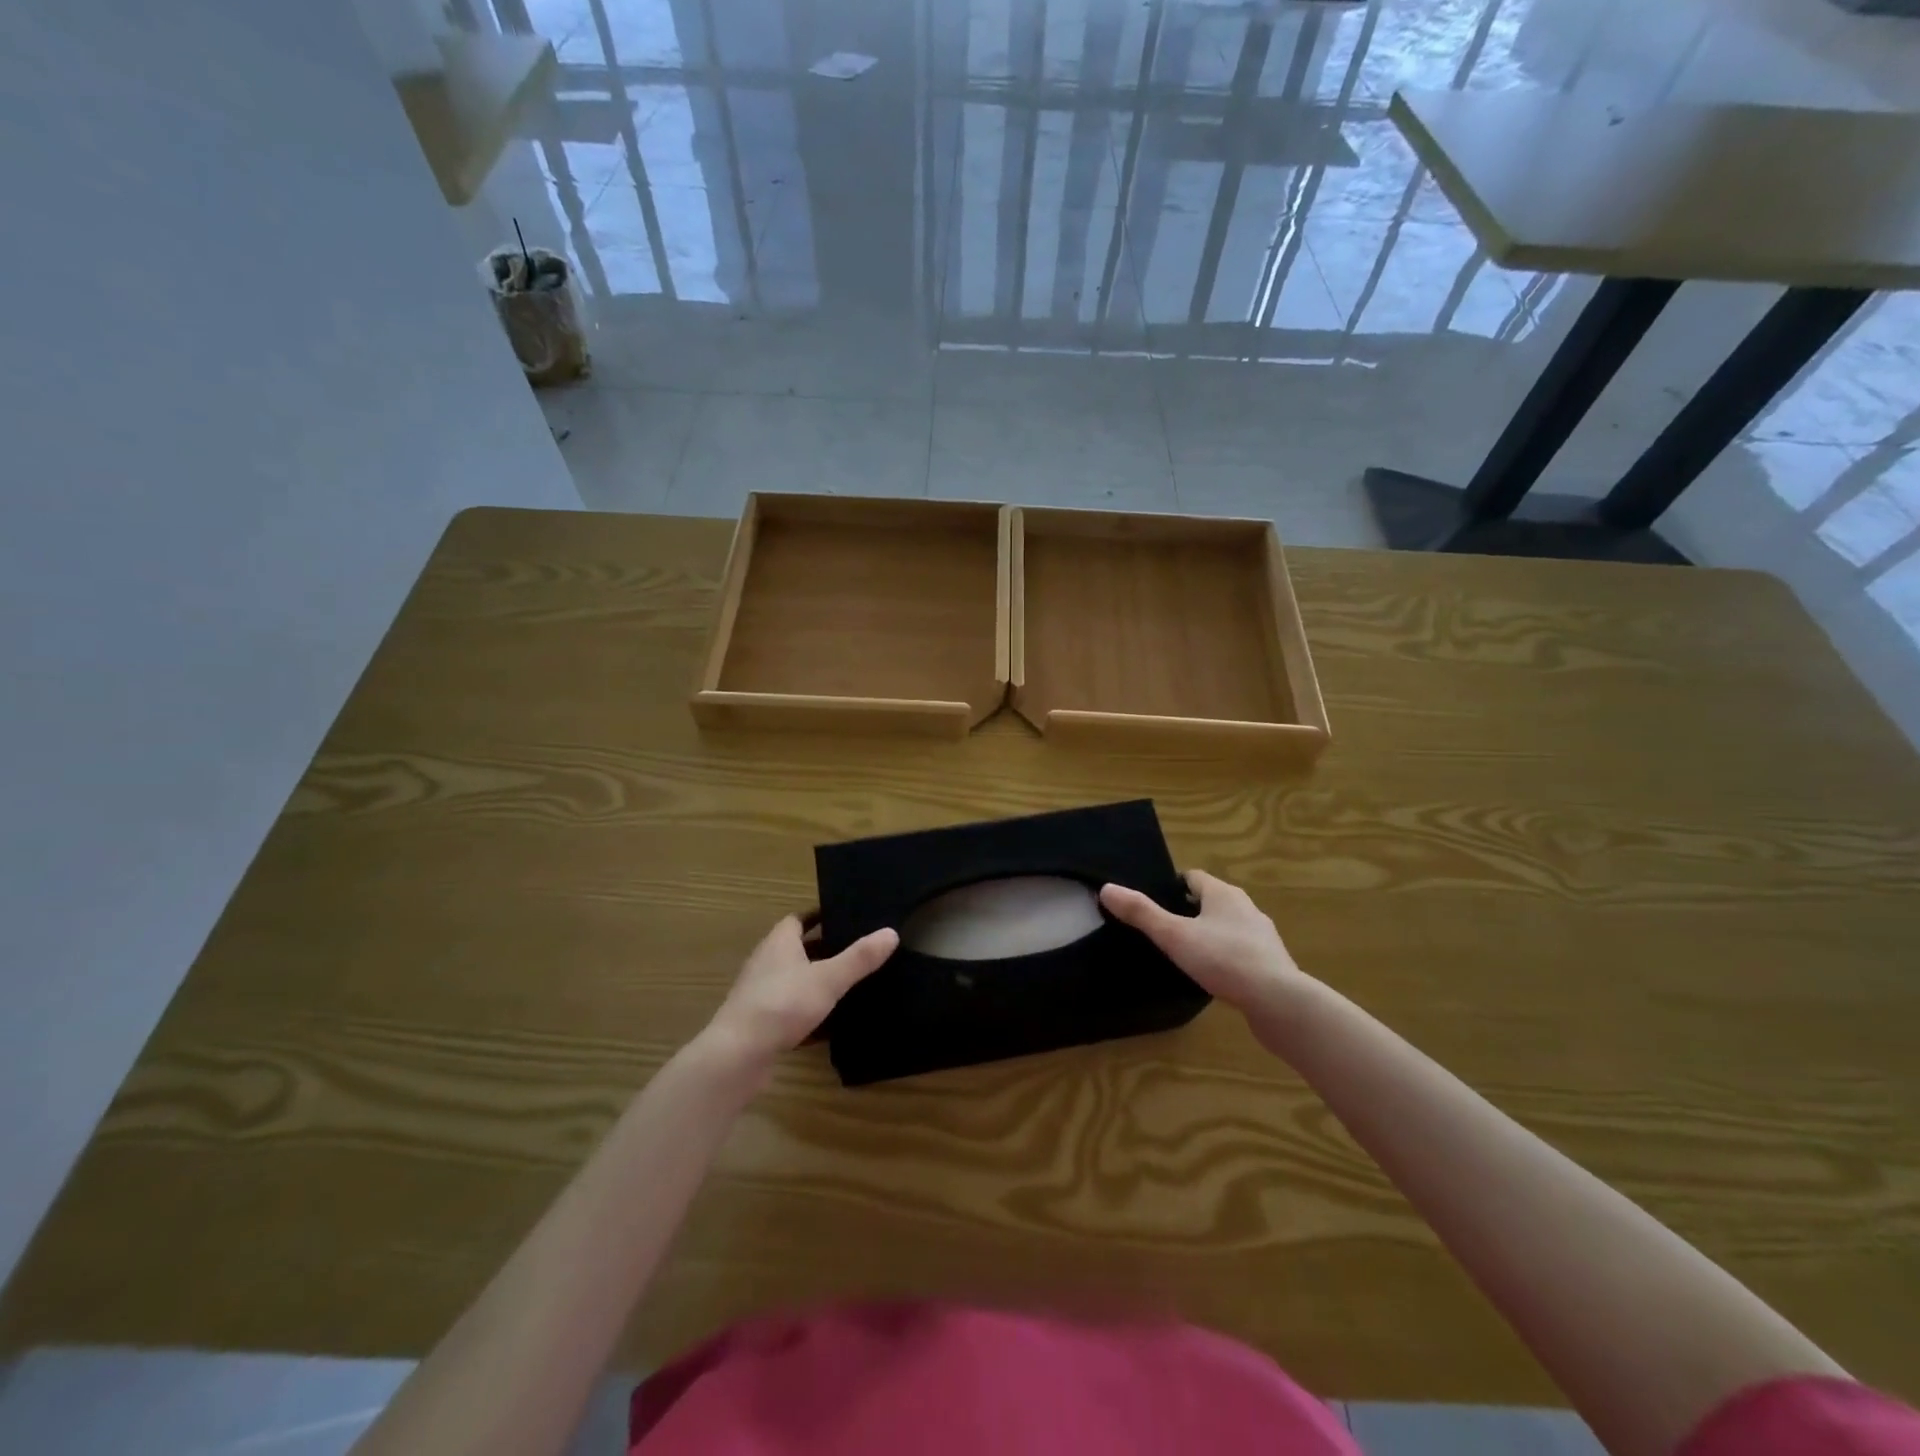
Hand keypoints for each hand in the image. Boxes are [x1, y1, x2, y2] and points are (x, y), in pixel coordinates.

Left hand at [700, 916, 898, 1078]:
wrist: (737, 1057)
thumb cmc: (781, 1005)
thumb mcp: (828, 979)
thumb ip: (859, 958)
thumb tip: (891, 932)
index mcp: (779, 943)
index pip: (799, 919)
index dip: (820, 916)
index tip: (846, 917)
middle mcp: (766, 962)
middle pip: (798, 949)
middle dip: (824, 949)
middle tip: (857, 950)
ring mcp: (760, 994)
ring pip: (795, 980)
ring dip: (817, 981)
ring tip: (850, 984)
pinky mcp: (760, 1023)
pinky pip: (791, 1009)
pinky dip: (810, 1012)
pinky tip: (832, 1025)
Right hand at [1100, 870, 1308, 1023]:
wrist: (1279, 1001)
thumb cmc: (1224, 959)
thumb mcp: (1174, 935)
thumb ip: (1141, 913)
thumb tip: (1107, 888)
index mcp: (1223, 893)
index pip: (1193, 877)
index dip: (1171, 886)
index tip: (1153, 901)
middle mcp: (1246, 907)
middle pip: (1211, 901)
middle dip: (1188, 911)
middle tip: (1163, 929)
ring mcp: (1262, 936)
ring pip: (1227, 926)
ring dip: (1208, 935)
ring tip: (1185, 954)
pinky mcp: (1271, 963)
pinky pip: (1240, 951)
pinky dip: (1225, 957)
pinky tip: (1213, 976)